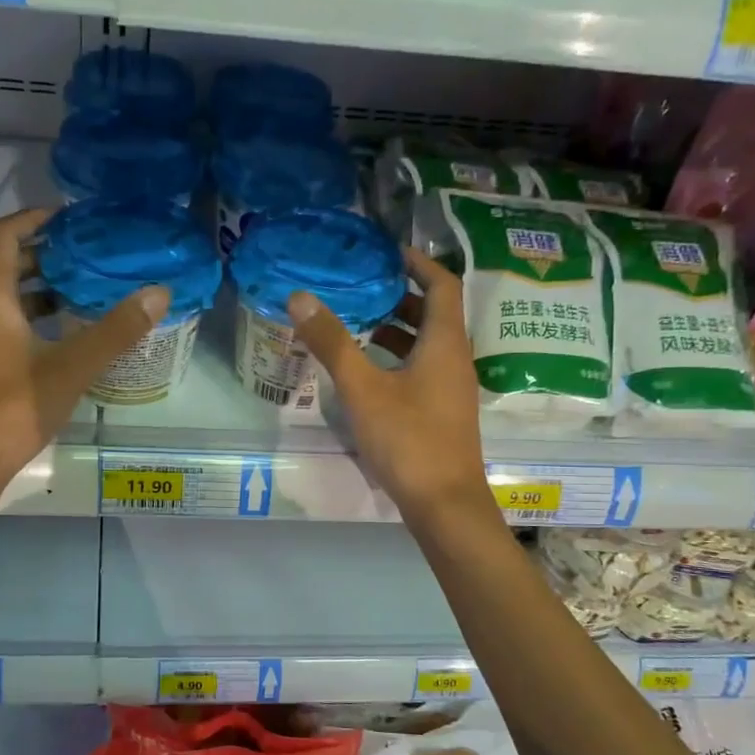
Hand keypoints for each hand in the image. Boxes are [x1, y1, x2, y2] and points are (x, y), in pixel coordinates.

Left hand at [0, 209, 167, 498]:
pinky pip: (1, 324)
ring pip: (2, 298)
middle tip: (88, 255)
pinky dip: (31, 318)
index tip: (69, 217)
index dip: (32, 218)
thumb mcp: (71, 367)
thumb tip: (158, 293)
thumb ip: (115, 330)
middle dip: (44, 254)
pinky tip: (63, 337)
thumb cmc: (12, 408)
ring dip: (39, 289)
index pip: (0, 236)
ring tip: (84, 292)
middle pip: (2, 265)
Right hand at [288, 250, 489, 521]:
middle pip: (434, 313)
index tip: (386, 251)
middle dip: (399, 294)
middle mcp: (455, 359)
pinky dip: (397, 357)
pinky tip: (367, 371)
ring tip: (356, 322)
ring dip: (397, 328)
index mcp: (445, 343)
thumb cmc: (407, 439)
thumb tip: (300, 297)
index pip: (442, 284)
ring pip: (427, 344)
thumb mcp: (363, 389)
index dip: (418, 262)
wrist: (444, 503)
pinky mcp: (442, 411)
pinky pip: (422, 368)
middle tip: (360, 285)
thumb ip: (332, 343)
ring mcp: (451, 388)